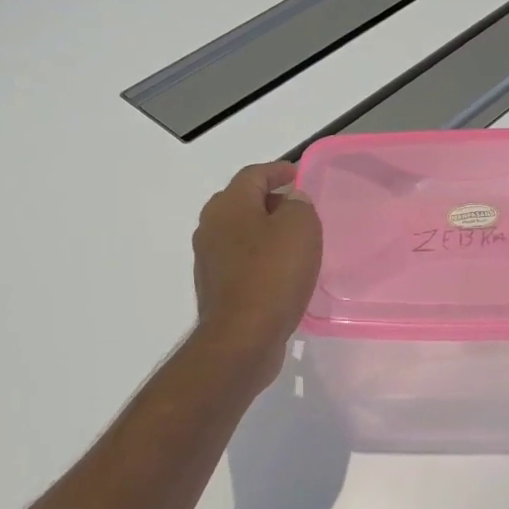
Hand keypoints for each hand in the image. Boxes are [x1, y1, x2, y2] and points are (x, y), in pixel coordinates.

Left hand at [192, 162, 322, 391]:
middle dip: (270, 200)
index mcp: (228, 205)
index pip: (253, 174)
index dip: (278, 171)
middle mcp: (211, 226)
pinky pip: (241, 261)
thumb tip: (291, 202)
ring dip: (265, 232)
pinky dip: (260, 258)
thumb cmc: (273, 275)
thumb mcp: (300, 228)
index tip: (298, 174)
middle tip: (299, 208)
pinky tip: (281, 272)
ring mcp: (209, 259)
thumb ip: (299, 205)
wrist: (242, 338)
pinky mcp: (216, 287)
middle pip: (242, 202)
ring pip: (240, 233)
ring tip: (294, 241)